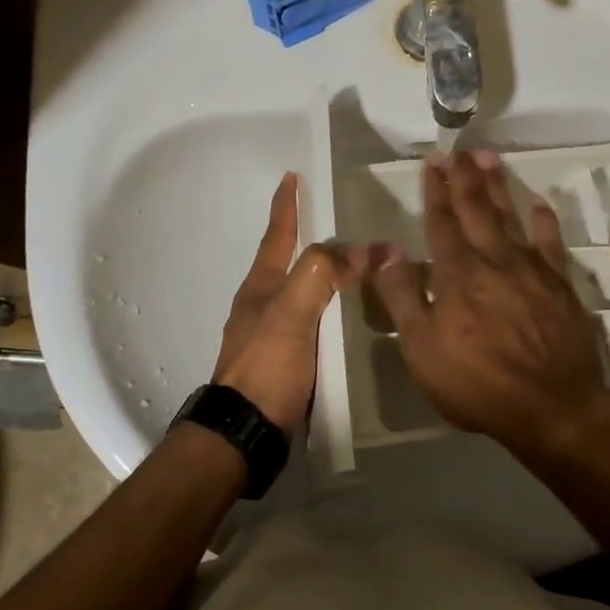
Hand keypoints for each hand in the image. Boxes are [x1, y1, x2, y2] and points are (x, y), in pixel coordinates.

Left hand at [212, 172, 350, 436]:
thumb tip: (364, 248)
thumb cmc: (265, 367)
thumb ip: (321, 275)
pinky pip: (314, 322)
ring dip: (325, 276)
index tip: (291, 177)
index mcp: (261, 287)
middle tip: (341, 223)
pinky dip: (332, 310)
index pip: (278, 236)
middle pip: (289, 261)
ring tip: (356, 268)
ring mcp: (273, 335)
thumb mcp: (291, 313)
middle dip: (310, 240)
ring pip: (304, 292)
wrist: (246, 432)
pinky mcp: (286, 362)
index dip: (286, 206)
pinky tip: (350, 319)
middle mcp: (264, 305)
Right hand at [362, 150, 609, 461]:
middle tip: (459, 150)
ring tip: (490, 158)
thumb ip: (403, 296)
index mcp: (457, 273)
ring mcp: (531, 269)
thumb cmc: (477, 383)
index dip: (435, 192)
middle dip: (464, 178)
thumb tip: (385, 250)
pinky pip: (551, 241)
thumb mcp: (422, 348)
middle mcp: (494, 259)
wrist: (552, 405)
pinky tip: (539, 203)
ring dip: (499, 186)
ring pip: (512, 216)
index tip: (432, 163)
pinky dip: (544, 219)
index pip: (441, 223)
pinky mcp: (560, 283)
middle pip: (477, 209)